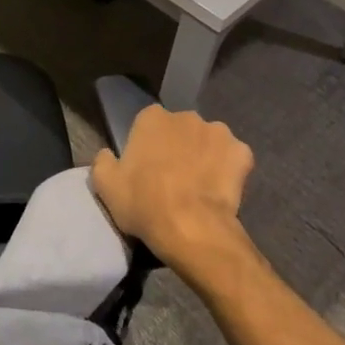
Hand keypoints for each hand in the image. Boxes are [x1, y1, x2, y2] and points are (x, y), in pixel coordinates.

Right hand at [90, 106, 253, 272]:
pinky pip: (234, 158)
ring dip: (205, 156)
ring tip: (200, 186)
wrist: (190, 228)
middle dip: (179, 147)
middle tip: (174, 179)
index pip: (149, 124)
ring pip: (209, 141)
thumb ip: (103, 162)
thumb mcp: (106, 185)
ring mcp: (218, 132)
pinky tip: (222, 190)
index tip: (148, 169)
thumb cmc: (144, 203)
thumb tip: (107, 155)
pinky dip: (230, 170)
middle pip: (181, 130)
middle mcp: (186, 116)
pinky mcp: (242, 152)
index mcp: (152, 117)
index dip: (149, 146)